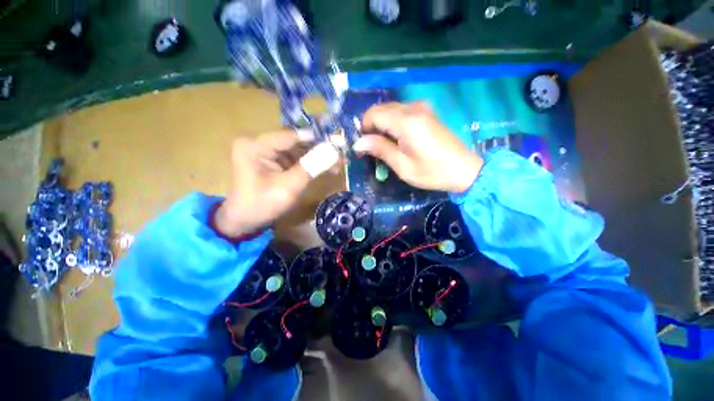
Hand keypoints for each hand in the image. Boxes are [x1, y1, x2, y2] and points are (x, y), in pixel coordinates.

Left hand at [214, 130, 339, 237]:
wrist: (245, 221)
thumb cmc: (263, 205)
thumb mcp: (289, 187)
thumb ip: (311, 167)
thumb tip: (334, 151)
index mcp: (255, 146)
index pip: (292, 136)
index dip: (316, 139)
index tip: (338, 145)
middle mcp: (259, 143)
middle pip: (296, 142)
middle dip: (319, 150)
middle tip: (340, 157)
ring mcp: (265, 151)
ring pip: (298, 150)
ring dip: (317, 158)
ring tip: (337, 166)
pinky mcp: (272, 160)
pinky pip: (295, 158)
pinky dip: (310, 164)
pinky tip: (325, 169)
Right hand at [353, 102, 482, 192]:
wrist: (464, 170)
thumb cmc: (432, 172)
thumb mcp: (402, 166)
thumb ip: (380, 149)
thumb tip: (358, 143)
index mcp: (406, 122)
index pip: (374, 114)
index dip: (364, 128)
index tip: (364, 145)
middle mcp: (413, 108)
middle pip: (382, 109)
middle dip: (373, 126)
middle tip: (373, 147)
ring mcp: (422, 108)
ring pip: (391, 109)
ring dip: (383, 124)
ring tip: (386, 145)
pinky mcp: (427, 112)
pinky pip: (402, 111)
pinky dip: (394, 122)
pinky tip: (399, 138)